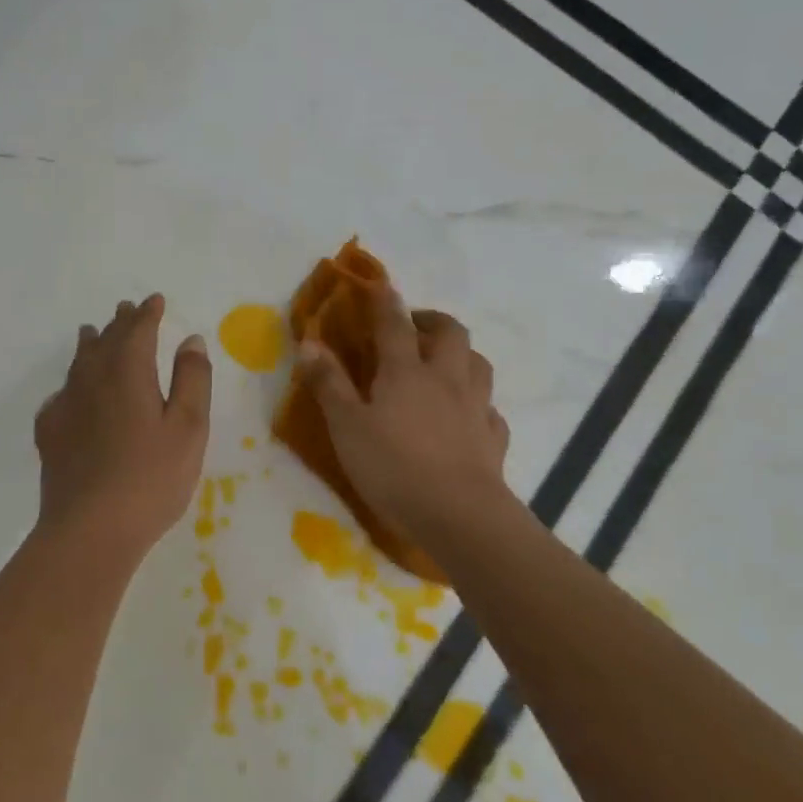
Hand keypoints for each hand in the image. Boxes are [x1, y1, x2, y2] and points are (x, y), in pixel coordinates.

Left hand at [34, 294, 211, 556]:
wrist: (90, 529)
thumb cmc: (151, 477)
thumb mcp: (188, 427)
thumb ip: (192, 379)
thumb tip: (190, 339)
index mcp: (128, 371)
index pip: (138, 329)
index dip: (147, 313)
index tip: (155, 300)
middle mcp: (91, 378)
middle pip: (106, 340)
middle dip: (120, 323)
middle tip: (126, 309)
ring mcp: (66, 405)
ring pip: (78, 362)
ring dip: (91, 344)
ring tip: (92, 333)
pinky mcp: (50, 433)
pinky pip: (61, 394)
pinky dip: (72, 382)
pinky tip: (72, 393)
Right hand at [297, 297, 513, 547]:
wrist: (459, 516)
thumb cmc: (393, 467)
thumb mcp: (347, 426)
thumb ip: (329, 383)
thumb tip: (309, 342)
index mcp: (406, 371)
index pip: (394, 324)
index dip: (384, 302)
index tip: (378, 285)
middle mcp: (446, 378)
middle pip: (450, 332)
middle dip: (432, 320)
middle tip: (413, 327)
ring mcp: (475, 407)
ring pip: (478, 363)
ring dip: (461, 354)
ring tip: (443, 364)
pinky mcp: (493, 438)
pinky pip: (489, 408)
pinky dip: (477, 403)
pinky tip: (467, 416)